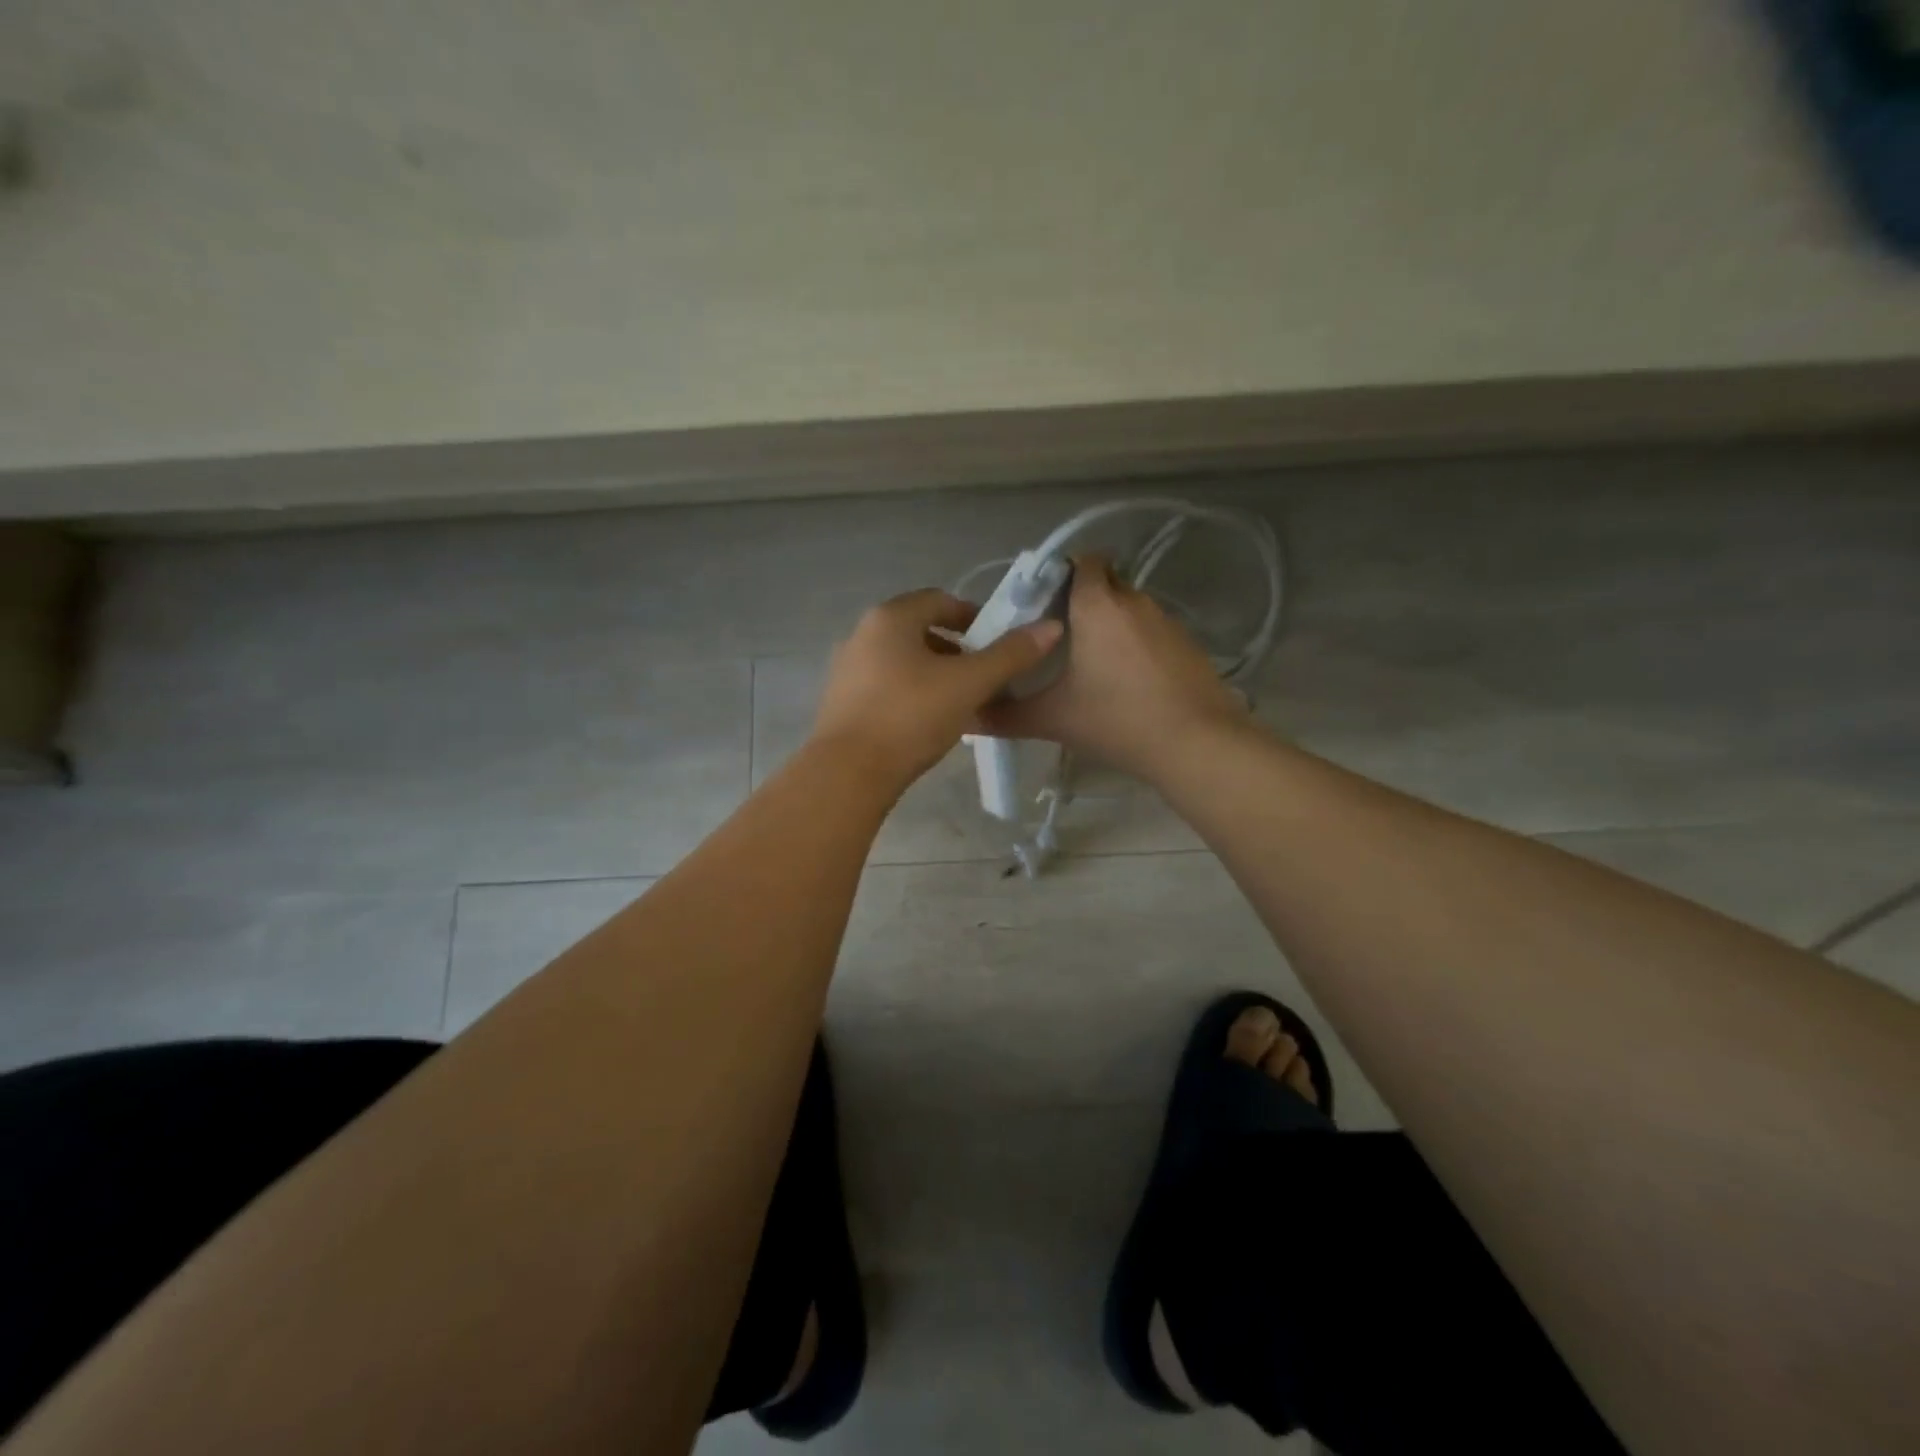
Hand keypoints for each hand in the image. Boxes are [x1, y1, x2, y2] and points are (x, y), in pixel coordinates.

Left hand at [813, 588, 1063, 789]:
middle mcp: (862, 634)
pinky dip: (912, 694)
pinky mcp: (842, 703)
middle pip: (920, 630)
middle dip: (957, 650)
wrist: (849, 773)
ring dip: (936, 674)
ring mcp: (847, 669)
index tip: (998, 643)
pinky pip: (887, 686)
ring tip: (962, 703)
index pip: (940, 600)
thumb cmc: (911, 716)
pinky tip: (929, 723)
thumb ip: (1010, 655)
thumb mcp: (969, 684)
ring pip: (903, 661)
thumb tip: (1050, 627)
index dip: (974, 617)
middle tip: (984, 676)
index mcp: (890, 617)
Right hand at [979, 555, 1248, 780]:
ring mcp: (1165, 621)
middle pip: (1104, 582)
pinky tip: (1126, 683)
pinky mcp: (1187, 644)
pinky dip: (1135, 645)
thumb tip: (968, 716)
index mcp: (1097, 604)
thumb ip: (1006, 715)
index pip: (1081, 560)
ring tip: (1090, 664)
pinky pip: (1151, 631)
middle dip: (1081, 600)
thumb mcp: (1053, 719)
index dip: (1060, 573)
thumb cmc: (1117, 719)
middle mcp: (1133, 601)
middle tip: (1057, 636)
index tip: (1041, 603)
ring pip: (1129, 608)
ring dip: (1110, 625)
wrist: (1196, 744)